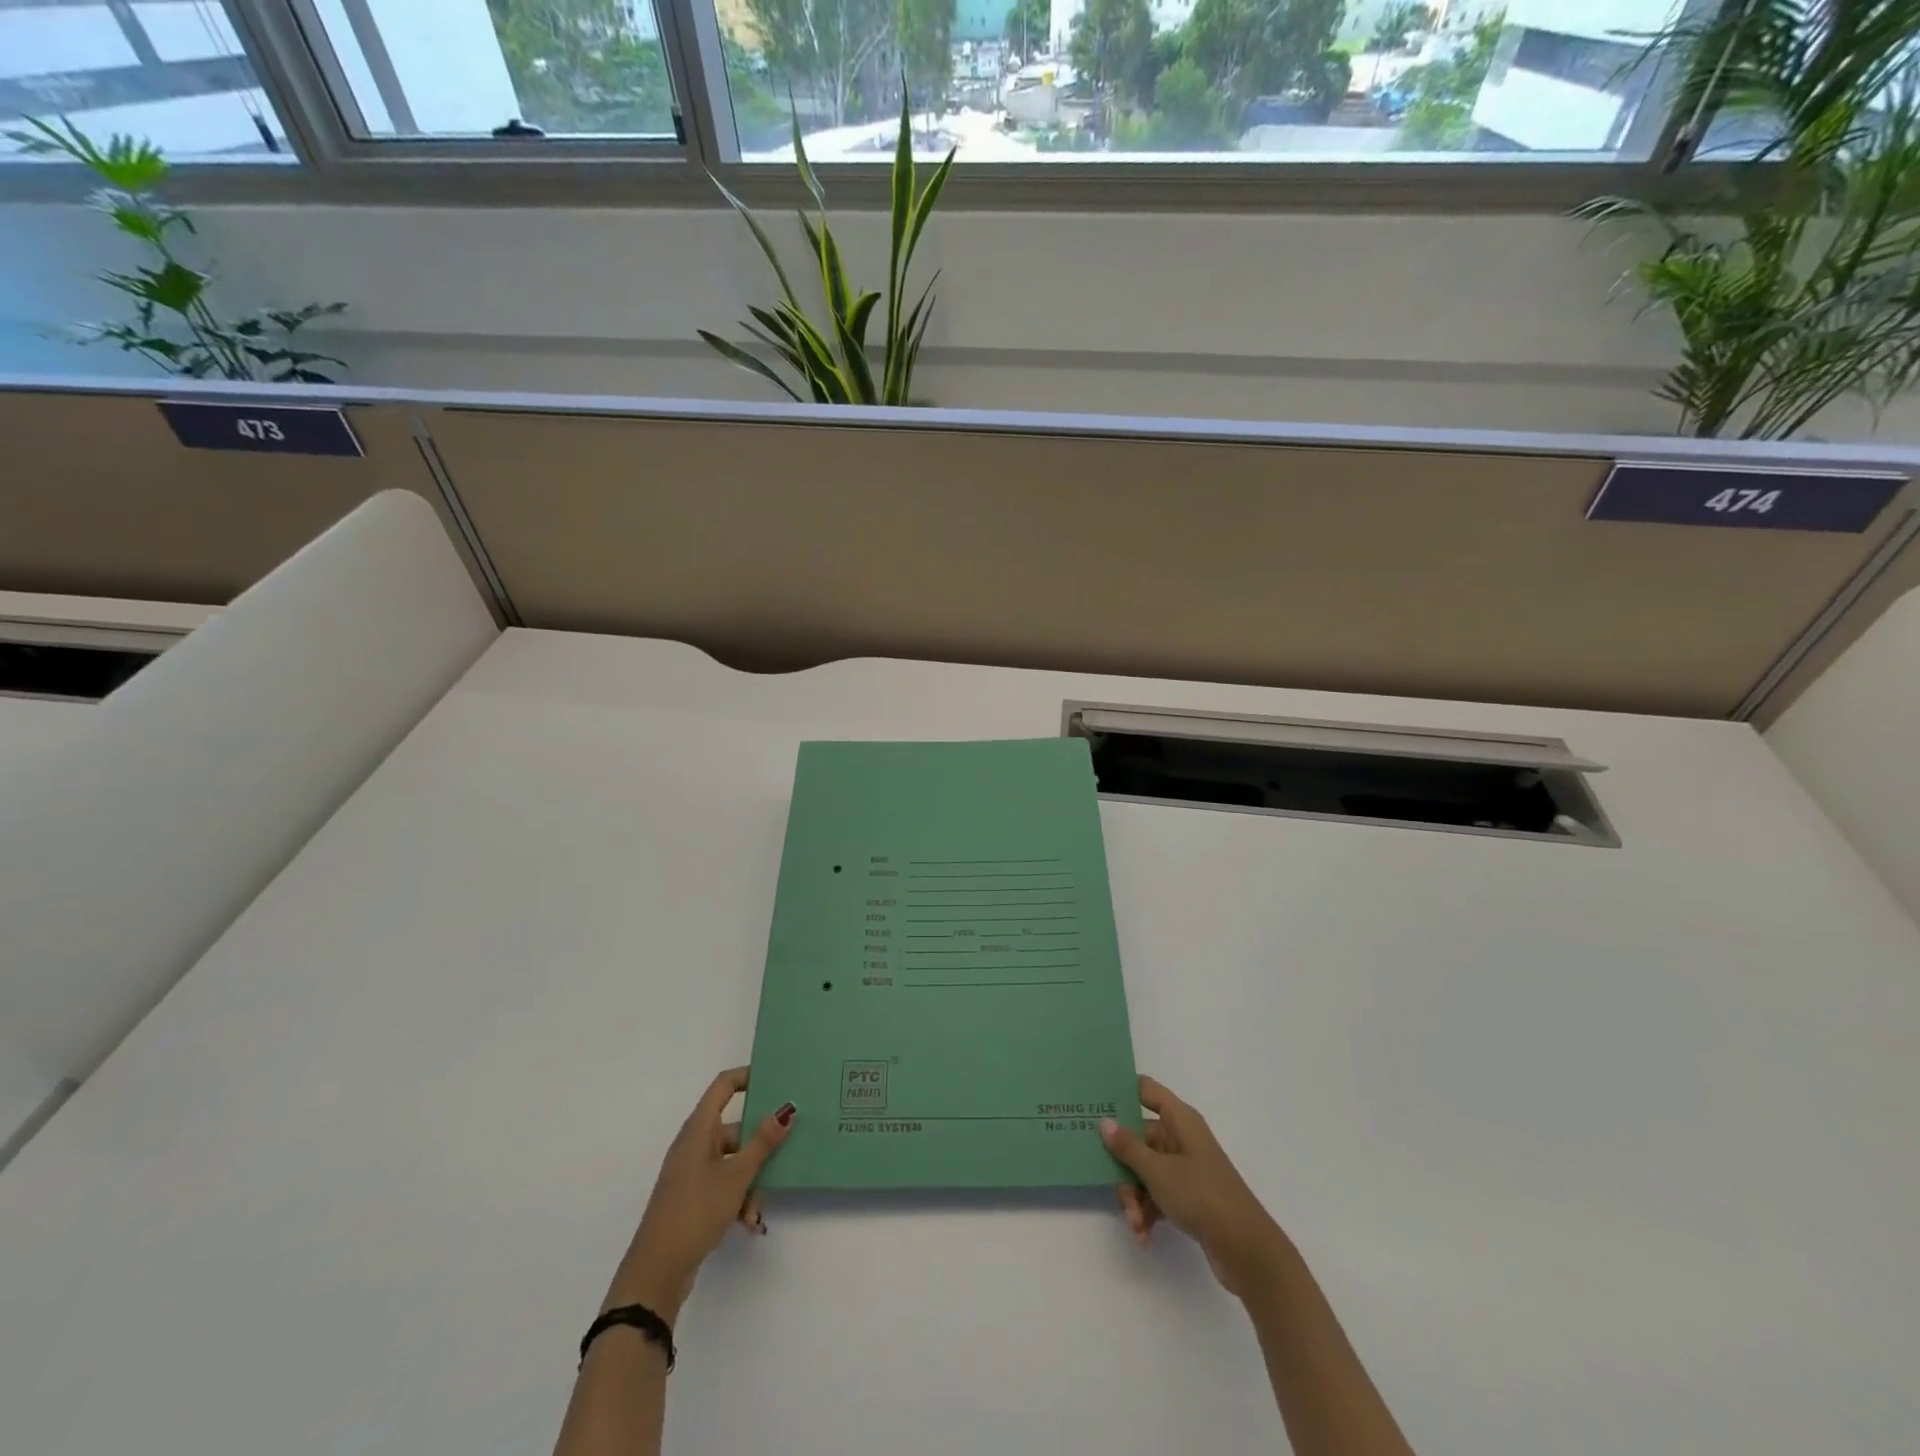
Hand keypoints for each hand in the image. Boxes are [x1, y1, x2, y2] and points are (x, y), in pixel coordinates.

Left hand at [602, 1067, 795, 1322]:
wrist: (656, 1273)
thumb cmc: (695, 1211)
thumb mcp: (737, 1175)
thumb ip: (764, 1141)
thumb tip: (787, 1108)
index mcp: (699, 1129)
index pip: (724, 1086)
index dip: (748, 1077)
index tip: (777, 1080)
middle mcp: (694, 1144)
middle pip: (735, 1129)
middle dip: (759, 1148)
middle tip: (786, 1153)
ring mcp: (691, 1172)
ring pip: (733, 1162)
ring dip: (751, 1182)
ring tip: (758, 1210)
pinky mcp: (692, 1197)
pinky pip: (724, 1185)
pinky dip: (738, 1199)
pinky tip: (749, 1223)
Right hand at [1101, 1075, 1285, 1299]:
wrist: (1246, 1250)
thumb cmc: (1201, 1196)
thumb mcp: (1158, 1171)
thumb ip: (1128, 1146)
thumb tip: (1105, 1121)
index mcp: (1179, 1120)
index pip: (1146, 1090)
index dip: (1121, 1092)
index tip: (1094, 1102)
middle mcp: (1182, 1138)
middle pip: (1139, 1137)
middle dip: (1123, 1165)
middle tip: (1111, 1186)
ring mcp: (1185, 1167)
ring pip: (1145, 1169)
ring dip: (1134, 1197)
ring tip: (1135, 1223)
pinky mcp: (1188, 1196)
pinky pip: (1157, 1193)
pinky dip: (1147, 1212)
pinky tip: (1143, 1235)